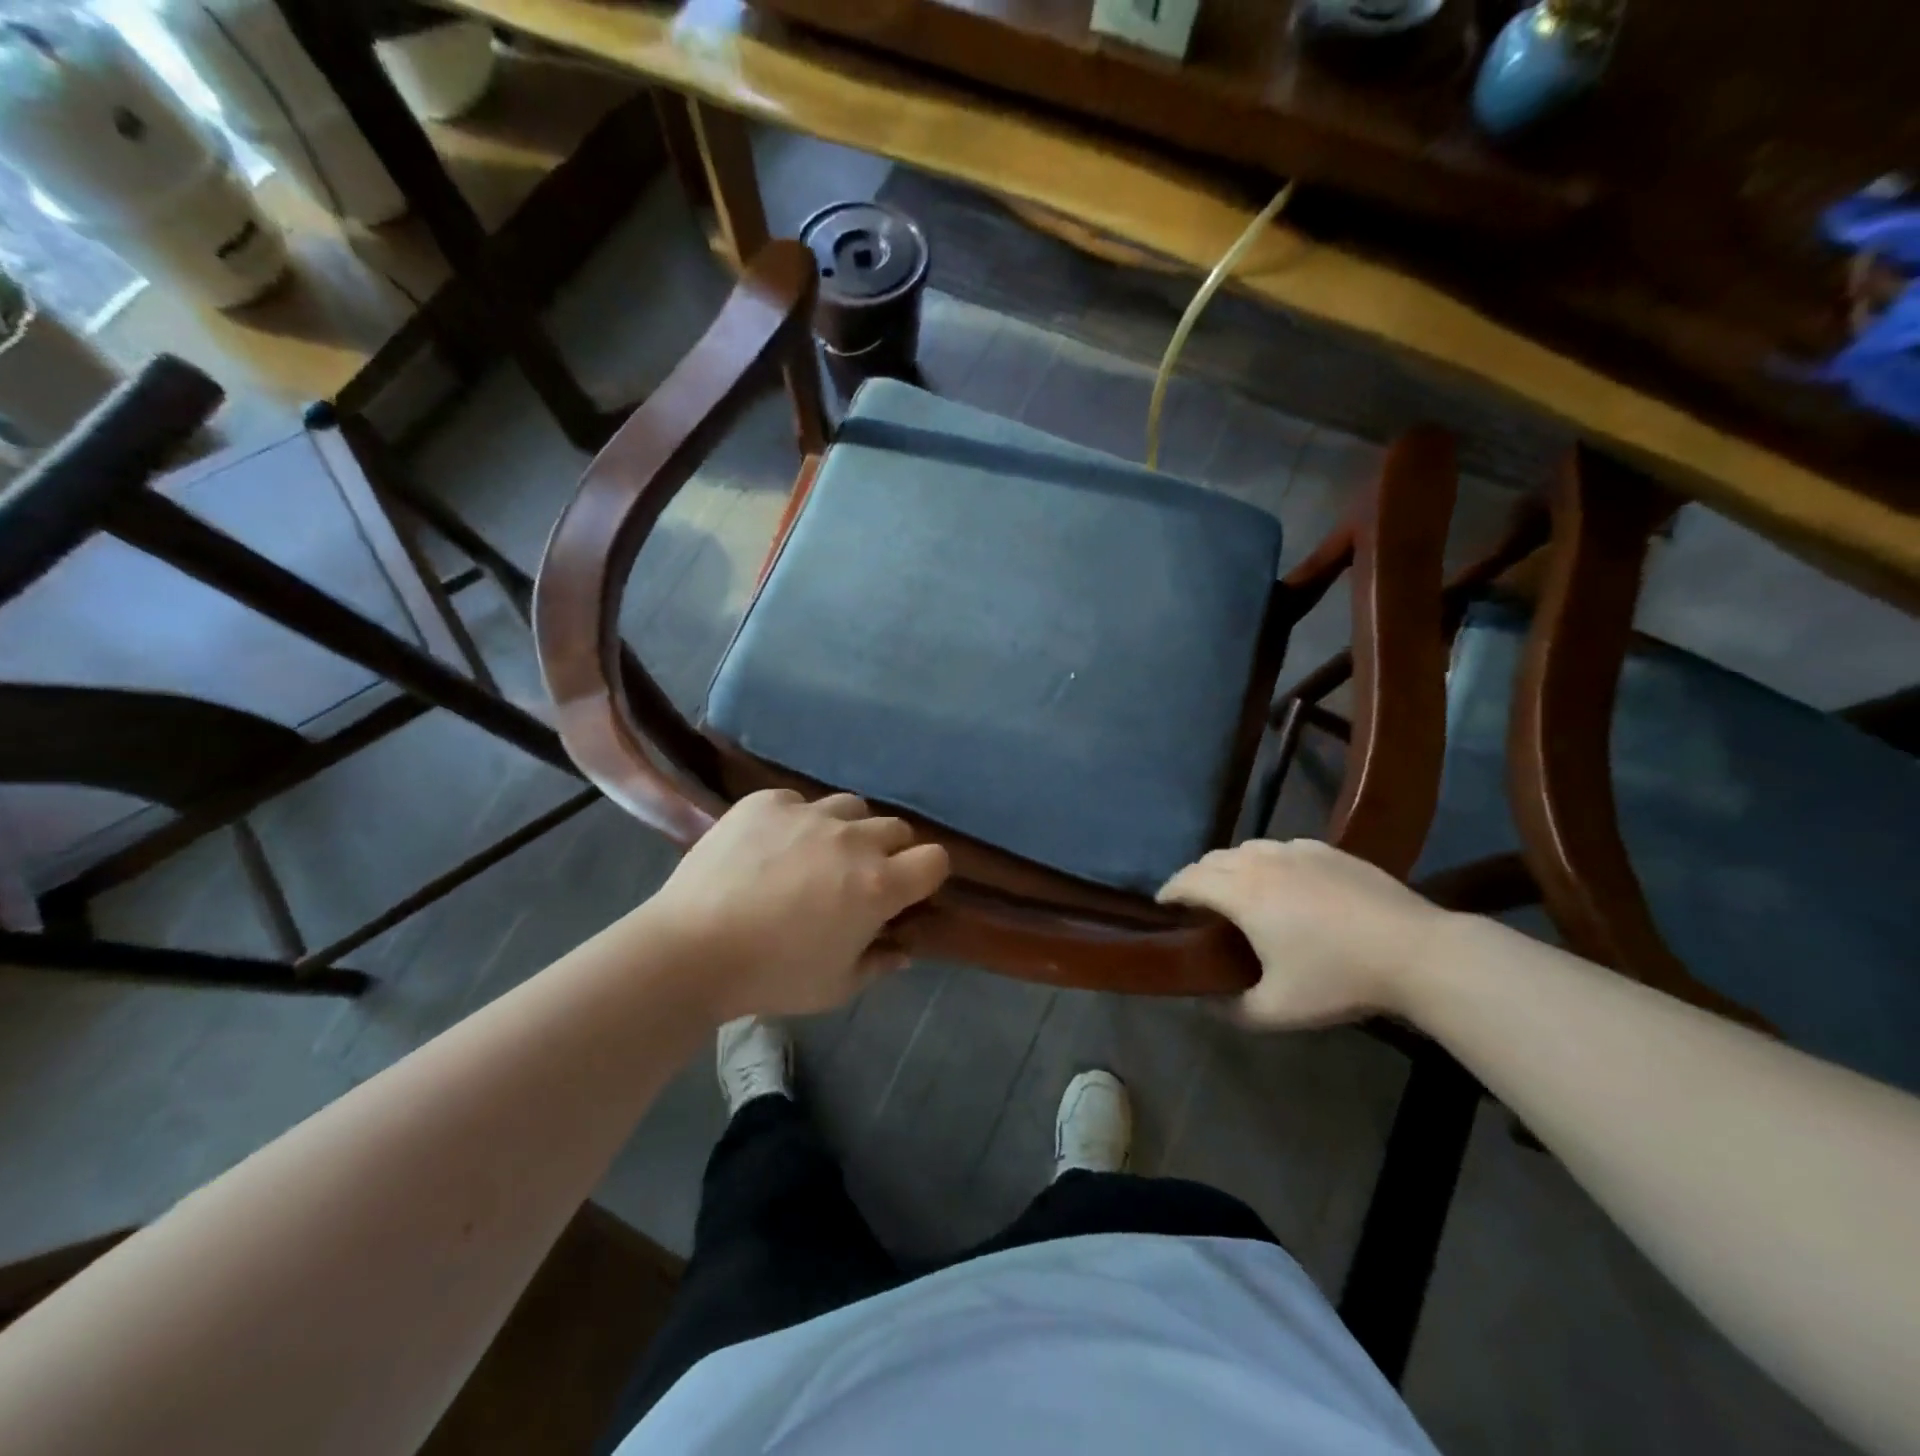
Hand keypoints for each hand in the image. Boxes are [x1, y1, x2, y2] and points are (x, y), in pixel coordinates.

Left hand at [646, 790, 949, 1020]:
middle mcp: (852, 840)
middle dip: (889, 852)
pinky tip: (771, 846)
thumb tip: (902, 949)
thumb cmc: (772, 976)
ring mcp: (808, 813)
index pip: (935, 859)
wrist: (691, 949)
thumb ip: (880, 963)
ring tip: (817, 854)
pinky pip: (798, 801)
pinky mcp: (767, 802)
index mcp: (877, 885)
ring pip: (851, 807)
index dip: (927, 875)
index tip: (908, 892)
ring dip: (847, 830)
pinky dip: (796, 821)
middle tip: (858, 879)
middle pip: (896, 828)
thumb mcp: (837, 986)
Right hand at [1158, 839, 1445, 1028]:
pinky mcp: (1328, 850)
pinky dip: (1265, 861)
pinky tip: (1282, 882)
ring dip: (1229, 866)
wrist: (1416, 951)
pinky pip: (1281, 848)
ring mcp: (1297, 850)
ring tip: (1234, 889)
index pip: (1188, 881)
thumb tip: (1207, 1004)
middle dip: (1195, 877)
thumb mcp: (1278, 1010)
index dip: (1169, 891)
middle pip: (1213, 859)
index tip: (1162, 905)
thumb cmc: (1338, 978)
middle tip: (1195, 902)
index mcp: (1241, 893)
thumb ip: (1233, 1010)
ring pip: (1247, 849)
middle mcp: (1261, 862)